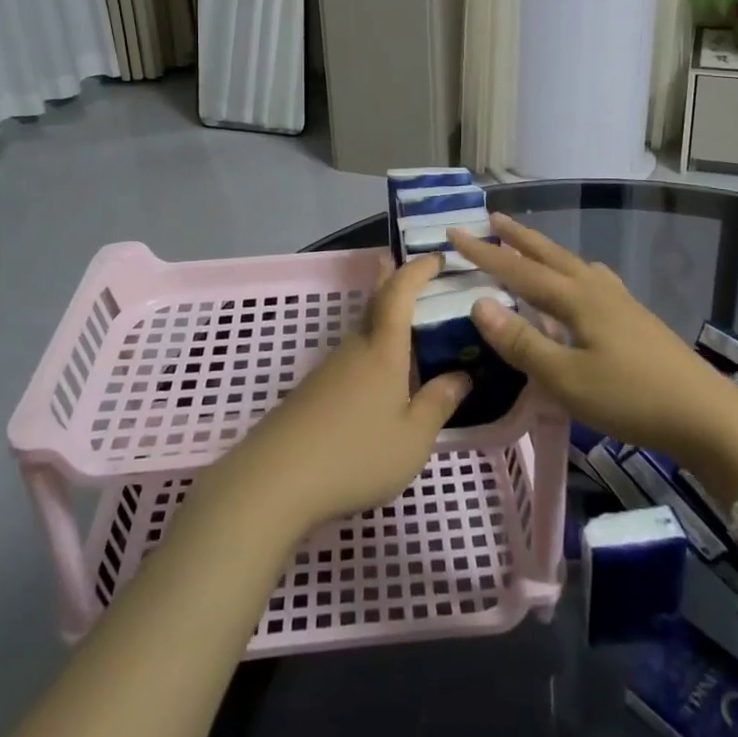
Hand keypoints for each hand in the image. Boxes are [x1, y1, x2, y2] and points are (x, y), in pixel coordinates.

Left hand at [224, 253, 470, 536]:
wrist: (276, 479)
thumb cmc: (356, 455)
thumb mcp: (412, 439)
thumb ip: (438, 404)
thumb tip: (461, 376)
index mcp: (383, 351)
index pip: (400, 293)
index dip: (418, 270)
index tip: (436, 257)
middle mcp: (355, 348)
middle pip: (375, 303)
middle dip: (390, 280)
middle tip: (402, 262)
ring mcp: (330, 368)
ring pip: (362, 332)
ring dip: (382, 320)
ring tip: (406, 330)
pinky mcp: (313, 391)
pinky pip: (351, 359)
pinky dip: (370, 353)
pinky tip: (377, 381)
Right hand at [449, 214, 737, 470]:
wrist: (705, 415)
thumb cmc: (630, 397)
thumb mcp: (566, 378)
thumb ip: (522, 342)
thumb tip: (479, 303)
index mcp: (575, 298)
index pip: (518, 268)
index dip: (484, 252)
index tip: (454, 233)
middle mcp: (595, 288)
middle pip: (549, 254)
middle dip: (517, 237)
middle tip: (492, 218)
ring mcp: (619, 301)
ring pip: (572, 264)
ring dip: (544, 251)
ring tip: (528, 246)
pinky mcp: (634, 317)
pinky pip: (591, 280)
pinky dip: (572, 271)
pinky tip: (581, 284)